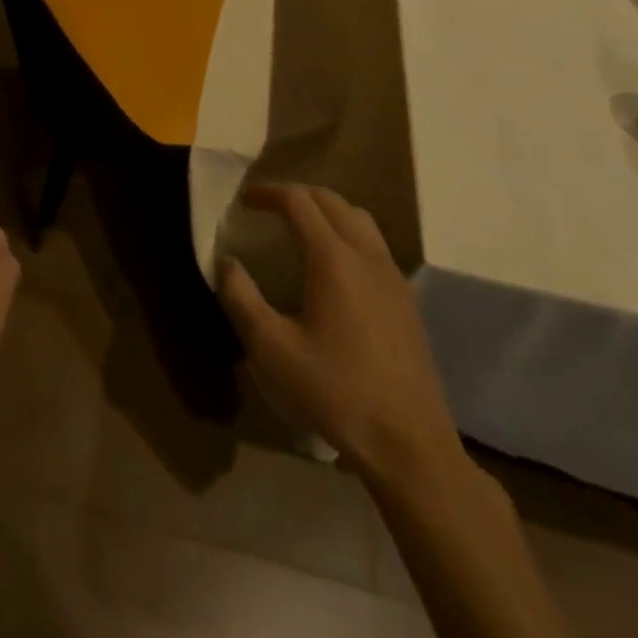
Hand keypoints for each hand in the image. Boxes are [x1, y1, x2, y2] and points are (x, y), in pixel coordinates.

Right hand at [218, 184, 463, 487]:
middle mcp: (366, 255)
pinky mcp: (406, 299)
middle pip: (331, 201)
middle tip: (268, 208)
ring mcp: (392, 276)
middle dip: (296, 195)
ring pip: (358, 218)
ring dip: (326, 210)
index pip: (298, 201)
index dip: (268, 193)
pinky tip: (335, 267)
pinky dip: (348, 233)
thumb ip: (241, 298)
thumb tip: (227, 263)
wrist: (410, 445)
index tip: (244, 201)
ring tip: (301, 227)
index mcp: (332, 258)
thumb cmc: (335, 392)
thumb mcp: (271, 349)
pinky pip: (374, 244)